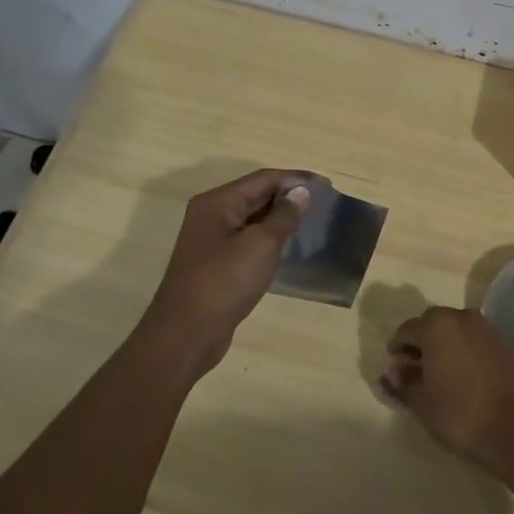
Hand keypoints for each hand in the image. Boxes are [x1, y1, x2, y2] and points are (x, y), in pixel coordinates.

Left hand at [143, 169, 311, 377]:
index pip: (263, 179)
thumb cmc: (224, 283)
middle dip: (290, 197)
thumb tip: (301, 191)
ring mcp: (212, 241)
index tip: (327, 186)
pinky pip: (249, 240)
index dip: (296, 179)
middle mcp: (212, 215)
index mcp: (218, 203)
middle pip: (256, 195)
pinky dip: (270, 238)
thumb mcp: (261, 245)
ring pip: (254, 219)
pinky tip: (290, 247)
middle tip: (324, 203)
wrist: (186, 335)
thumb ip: (284, 215)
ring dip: (282, 218)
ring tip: (313, 222)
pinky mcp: (217, 264)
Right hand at [380, 307, 513, 471]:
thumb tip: (391, 373)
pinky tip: (459, 376)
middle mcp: (462, 317)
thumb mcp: (421, 401)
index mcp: (437, 325)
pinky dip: (462, 351)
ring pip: (455, 331)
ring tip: (436, 374)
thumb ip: (403, 383)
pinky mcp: (503, 344)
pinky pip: (474, 341)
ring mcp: (486, 329)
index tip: (394, 368)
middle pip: (432, 325)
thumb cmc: (459, 413)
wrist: (513, 429)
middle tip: (412, 370)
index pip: (407, 330)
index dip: (397, 349)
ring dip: (442, 346)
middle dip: (420, 344)